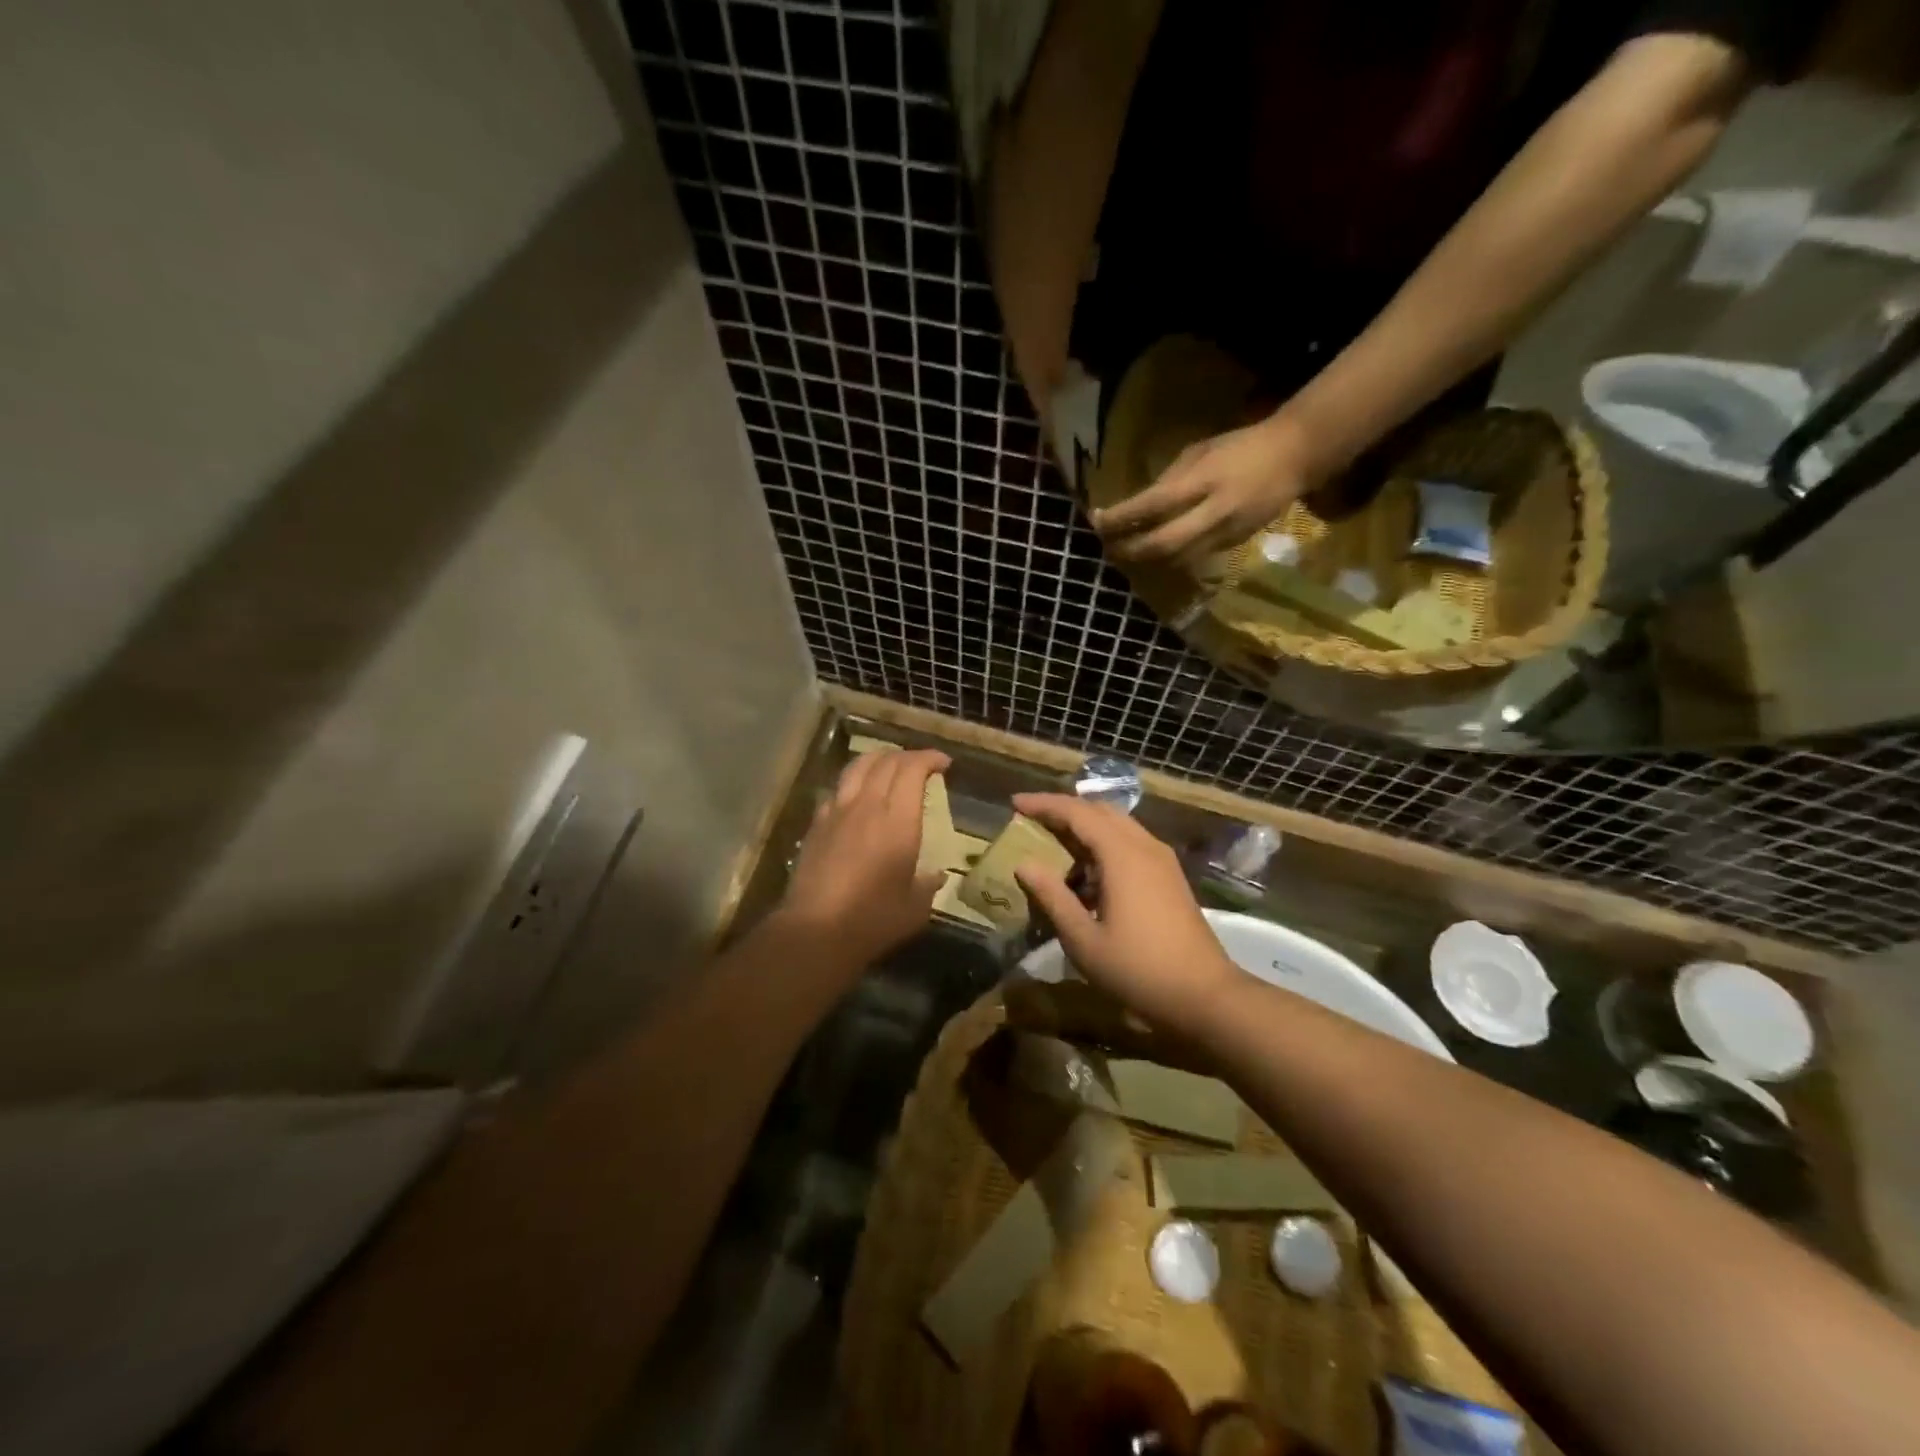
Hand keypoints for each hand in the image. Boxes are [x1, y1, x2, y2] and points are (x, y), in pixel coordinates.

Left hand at [775, 748, 950, 970]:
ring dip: (879, 759)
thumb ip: (929, 885)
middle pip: (886, 762)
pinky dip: (854, 782)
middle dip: (908, 756)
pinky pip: (837, 789)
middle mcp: (868, 806)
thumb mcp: (916, 907)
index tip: (943, 763)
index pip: (912, 770)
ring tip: (890, 766)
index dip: (929, 758)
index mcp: (898, 821)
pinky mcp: (817, 824)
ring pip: (858, 767)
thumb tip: (936, 875)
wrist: (816, 930)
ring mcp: (837, 812)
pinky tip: (857, 795)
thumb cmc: (874, 919)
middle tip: (922, 765)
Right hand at [1010, 793, 1244, 1029]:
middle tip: (1032, 819)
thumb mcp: (1083, 939)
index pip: (1077, 812)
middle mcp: (1144, 846)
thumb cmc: (1138, 969)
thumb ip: (1052, 897)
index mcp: (1122, 855)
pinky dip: (1104, 846)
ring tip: (1055, 846)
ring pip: (1118, 826)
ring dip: (1085, 828)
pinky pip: (1131, 844)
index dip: (1044, 804)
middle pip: (1100, 811)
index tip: (1015, 802)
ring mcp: (1162, 860)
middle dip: (1064, 810)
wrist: (1204, 996)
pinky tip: (1088, 874)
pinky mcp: (1170, 877)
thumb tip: (1024, 864)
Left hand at [1090, 411, 1322, 568]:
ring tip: (1121, 556)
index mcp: (1204, 480)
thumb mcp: (1199, 452)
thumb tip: (1135, 507)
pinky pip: (1194, 559)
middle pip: (1163, 544)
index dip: (1121, 517)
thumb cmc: (1239, 446)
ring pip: (1177, 560)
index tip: (1095, 521)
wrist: (1295, 457)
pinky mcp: (1233, 546)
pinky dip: (1169, 560)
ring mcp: (1226, 533)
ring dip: (1146, 561)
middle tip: (1103, 549)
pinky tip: (1152, 557)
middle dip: (1130, 550)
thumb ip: (1168, 480)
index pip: (1153, 504)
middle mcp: (1214, 512)